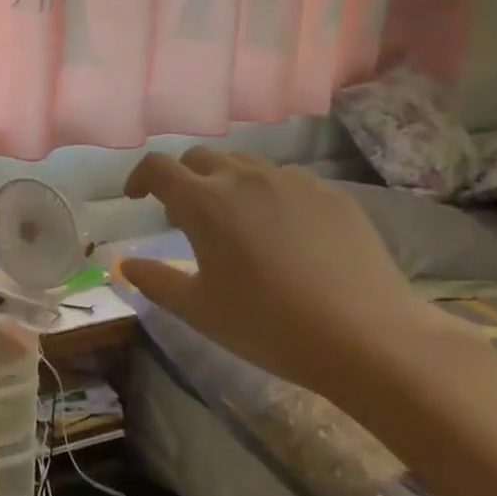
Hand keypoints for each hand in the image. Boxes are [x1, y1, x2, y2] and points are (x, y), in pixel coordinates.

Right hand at [120, 149, 445, 402]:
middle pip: (200, 158)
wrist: (370, 338)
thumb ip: (155, 281)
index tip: (136, 199)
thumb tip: (126, 263)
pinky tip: (282, 231)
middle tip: (185, 216)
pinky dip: (268, 193)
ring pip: (244, 164)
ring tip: (234, 220)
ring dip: (225, 182)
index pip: (157, 168)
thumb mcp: (200, 311)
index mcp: (204, 203)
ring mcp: (292, 181)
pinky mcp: (331, 193)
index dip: (139, 178)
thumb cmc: (270, 326)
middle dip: (183, 178)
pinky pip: (286, 179)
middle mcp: (244, 178)